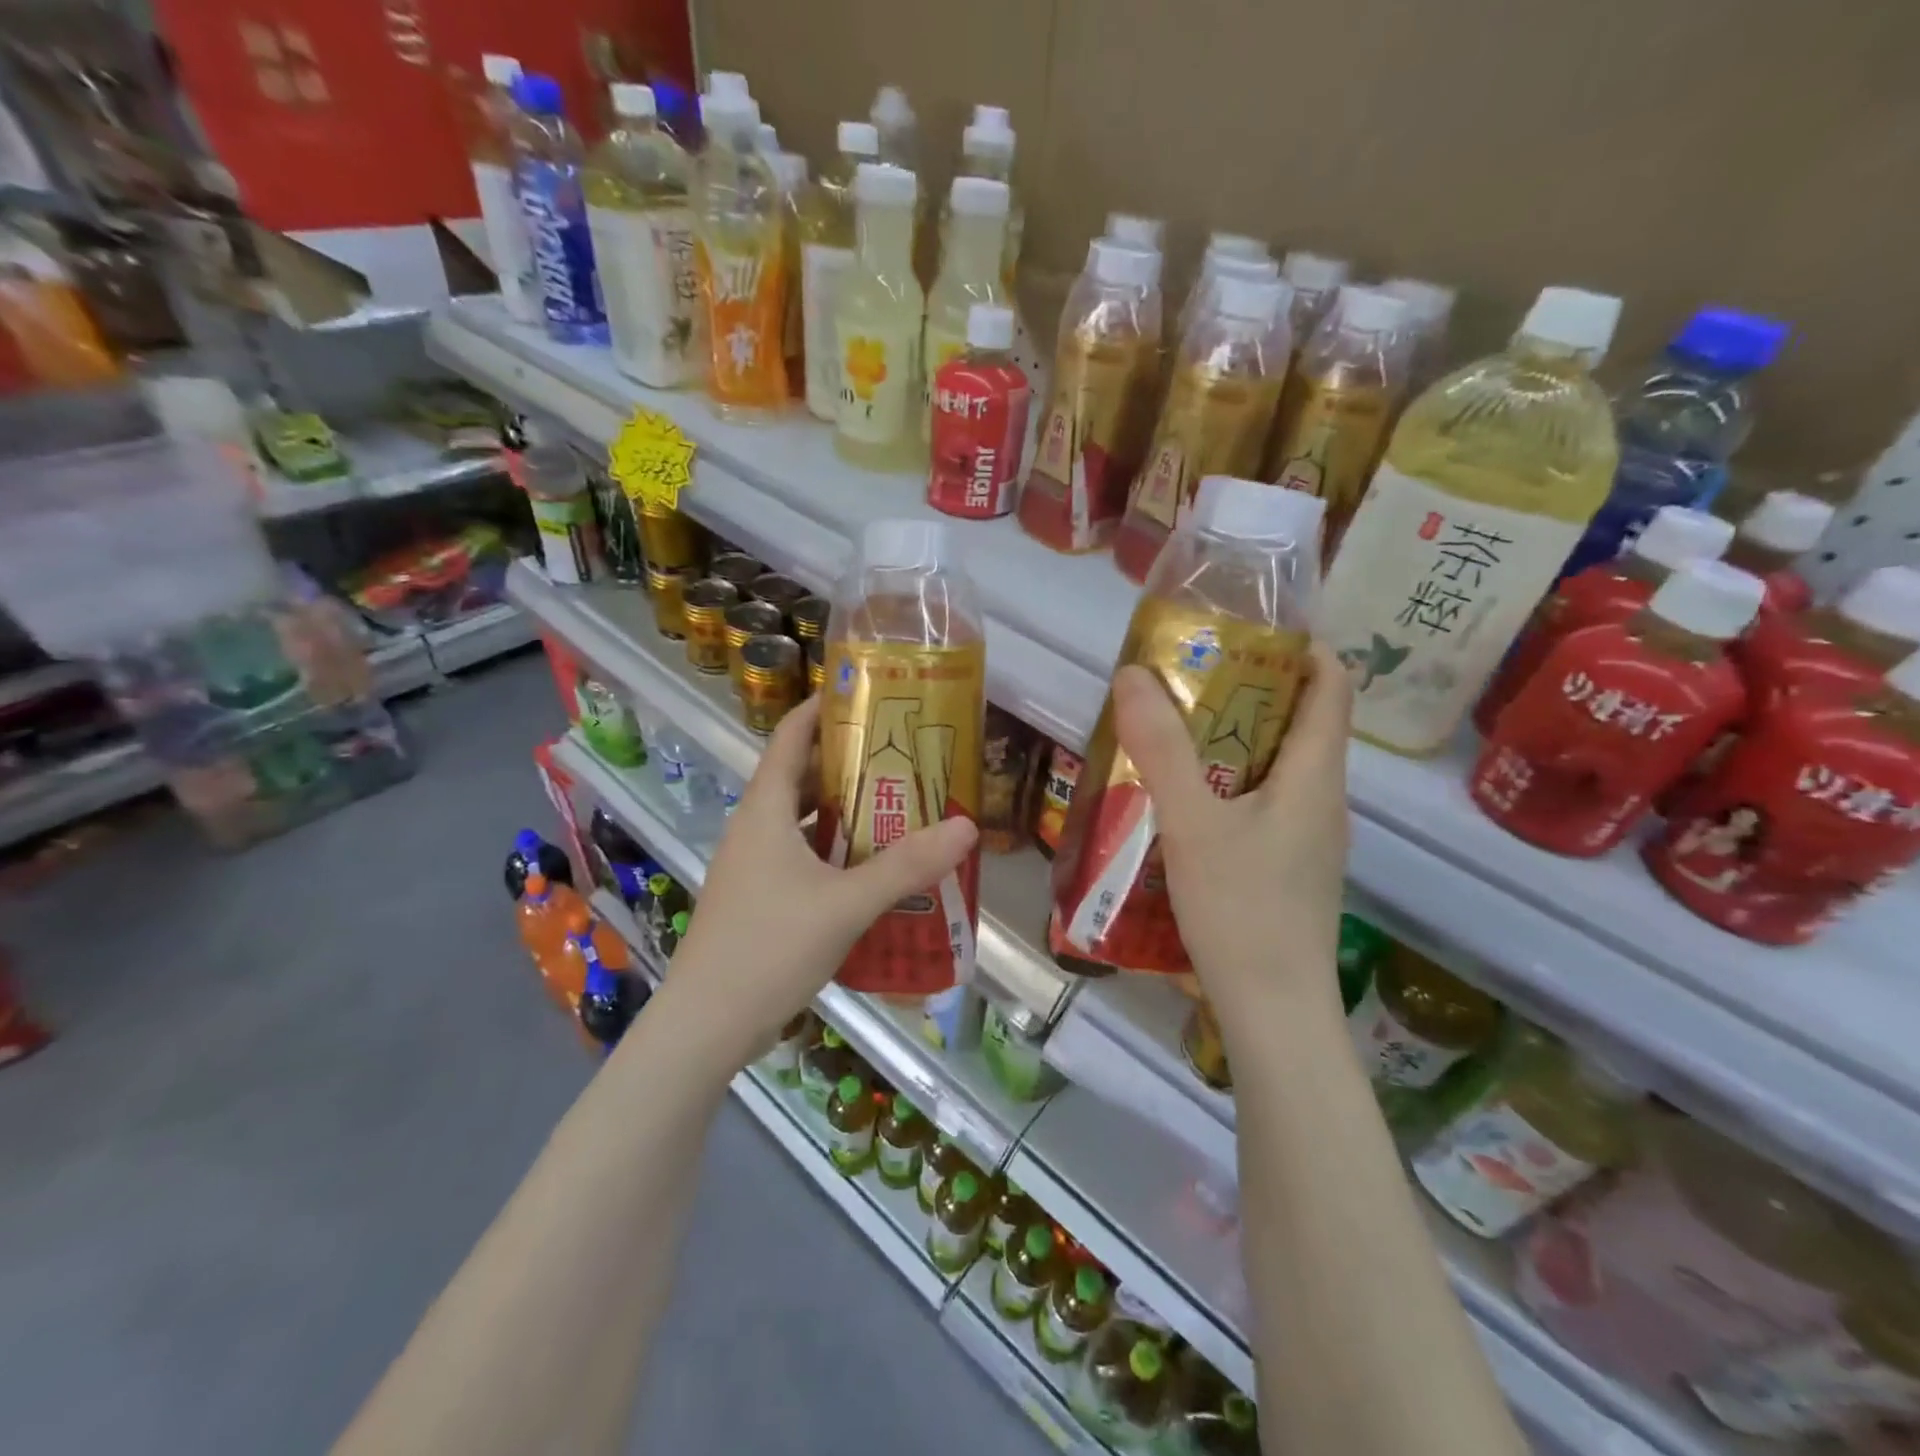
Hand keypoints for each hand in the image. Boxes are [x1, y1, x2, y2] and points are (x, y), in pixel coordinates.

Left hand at [668, 694, 977, 1059]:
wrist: (705, 1026)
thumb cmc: (769, 948)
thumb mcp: (845, 904)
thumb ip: (906, 867)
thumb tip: (966, 827)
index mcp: (765, 811)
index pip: (789, 737)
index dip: (821, 708)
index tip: (865, 694)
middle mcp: (755, 828)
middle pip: (801, 776)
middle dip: (848, 761)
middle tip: (903, 756)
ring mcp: (754, 866)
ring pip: (803, 820)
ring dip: (844, 810)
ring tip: (897, 805)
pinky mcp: (760, 898)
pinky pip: (802, 855)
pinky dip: (835, 850)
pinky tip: (871, 867)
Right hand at [1112, 642, 1353, 1027]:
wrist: (1273, 1011)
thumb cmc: (1242, 909)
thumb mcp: (1192, 823)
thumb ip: (1161, 749)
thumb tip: (1133, 673)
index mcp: (1315, 774)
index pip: (1332, 684)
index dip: (1301, 645)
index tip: (1245, 630)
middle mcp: (1323, 798)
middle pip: (1300, 721)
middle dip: (1249, 690)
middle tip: (1187, 677)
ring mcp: (1308, 837)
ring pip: (1277, 765)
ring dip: (1233, 739)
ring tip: (1174, 731)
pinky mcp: (1288, 867)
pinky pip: (1264, 803)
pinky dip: (1228, 783)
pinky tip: (1183, 801)